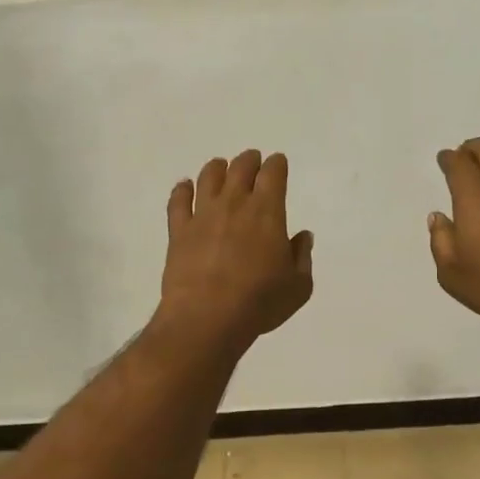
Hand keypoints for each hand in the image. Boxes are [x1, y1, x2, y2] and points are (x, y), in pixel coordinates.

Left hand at [159, 149, 313, 350]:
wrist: (207, 317)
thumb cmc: (260, 302)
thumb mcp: (298, 287)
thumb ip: (302, 257)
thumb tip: (302, 237)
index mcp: (268, 212)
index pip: (273, 174)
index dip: (277, 165)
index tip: (278, 164)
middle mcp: (234, 204)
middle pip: (241, 168)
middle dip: (250, 161)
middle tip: (252, 162)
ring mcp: (203, 215)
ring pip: (209, 177)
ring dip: (217, 168)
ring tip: (221, 169)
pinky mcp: (178, 231)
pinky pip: (178, 201)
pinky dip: (182, 190)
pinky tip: (184, 187)